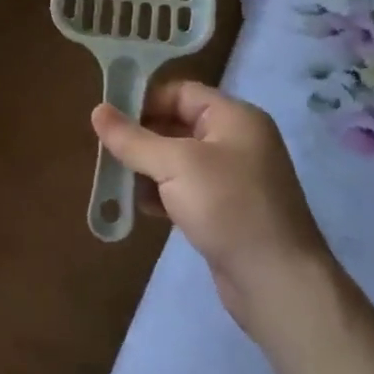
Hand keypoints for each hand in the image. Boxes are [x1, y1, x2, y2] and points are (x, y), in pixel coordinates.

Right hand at [91, 81, 339, 348]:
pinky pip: (186, 189)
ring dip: (148, 168)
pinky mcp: (226, 210)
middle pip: (178, 124)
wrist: (277, 281)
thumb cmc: (227, 207)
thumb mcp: (174, 164)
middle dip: (141, 137)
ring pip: (178, 160)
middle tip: (106, 150)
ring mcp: (233, 178)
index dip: (144, 100)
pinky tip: (142, 207)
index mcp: (235, 118)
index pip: (181, 92)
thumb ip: (133, 138)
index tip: (109, 119)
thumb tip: (97, 110)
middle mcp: (237, 141)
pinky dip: (163, 193)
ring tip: (118, 181)